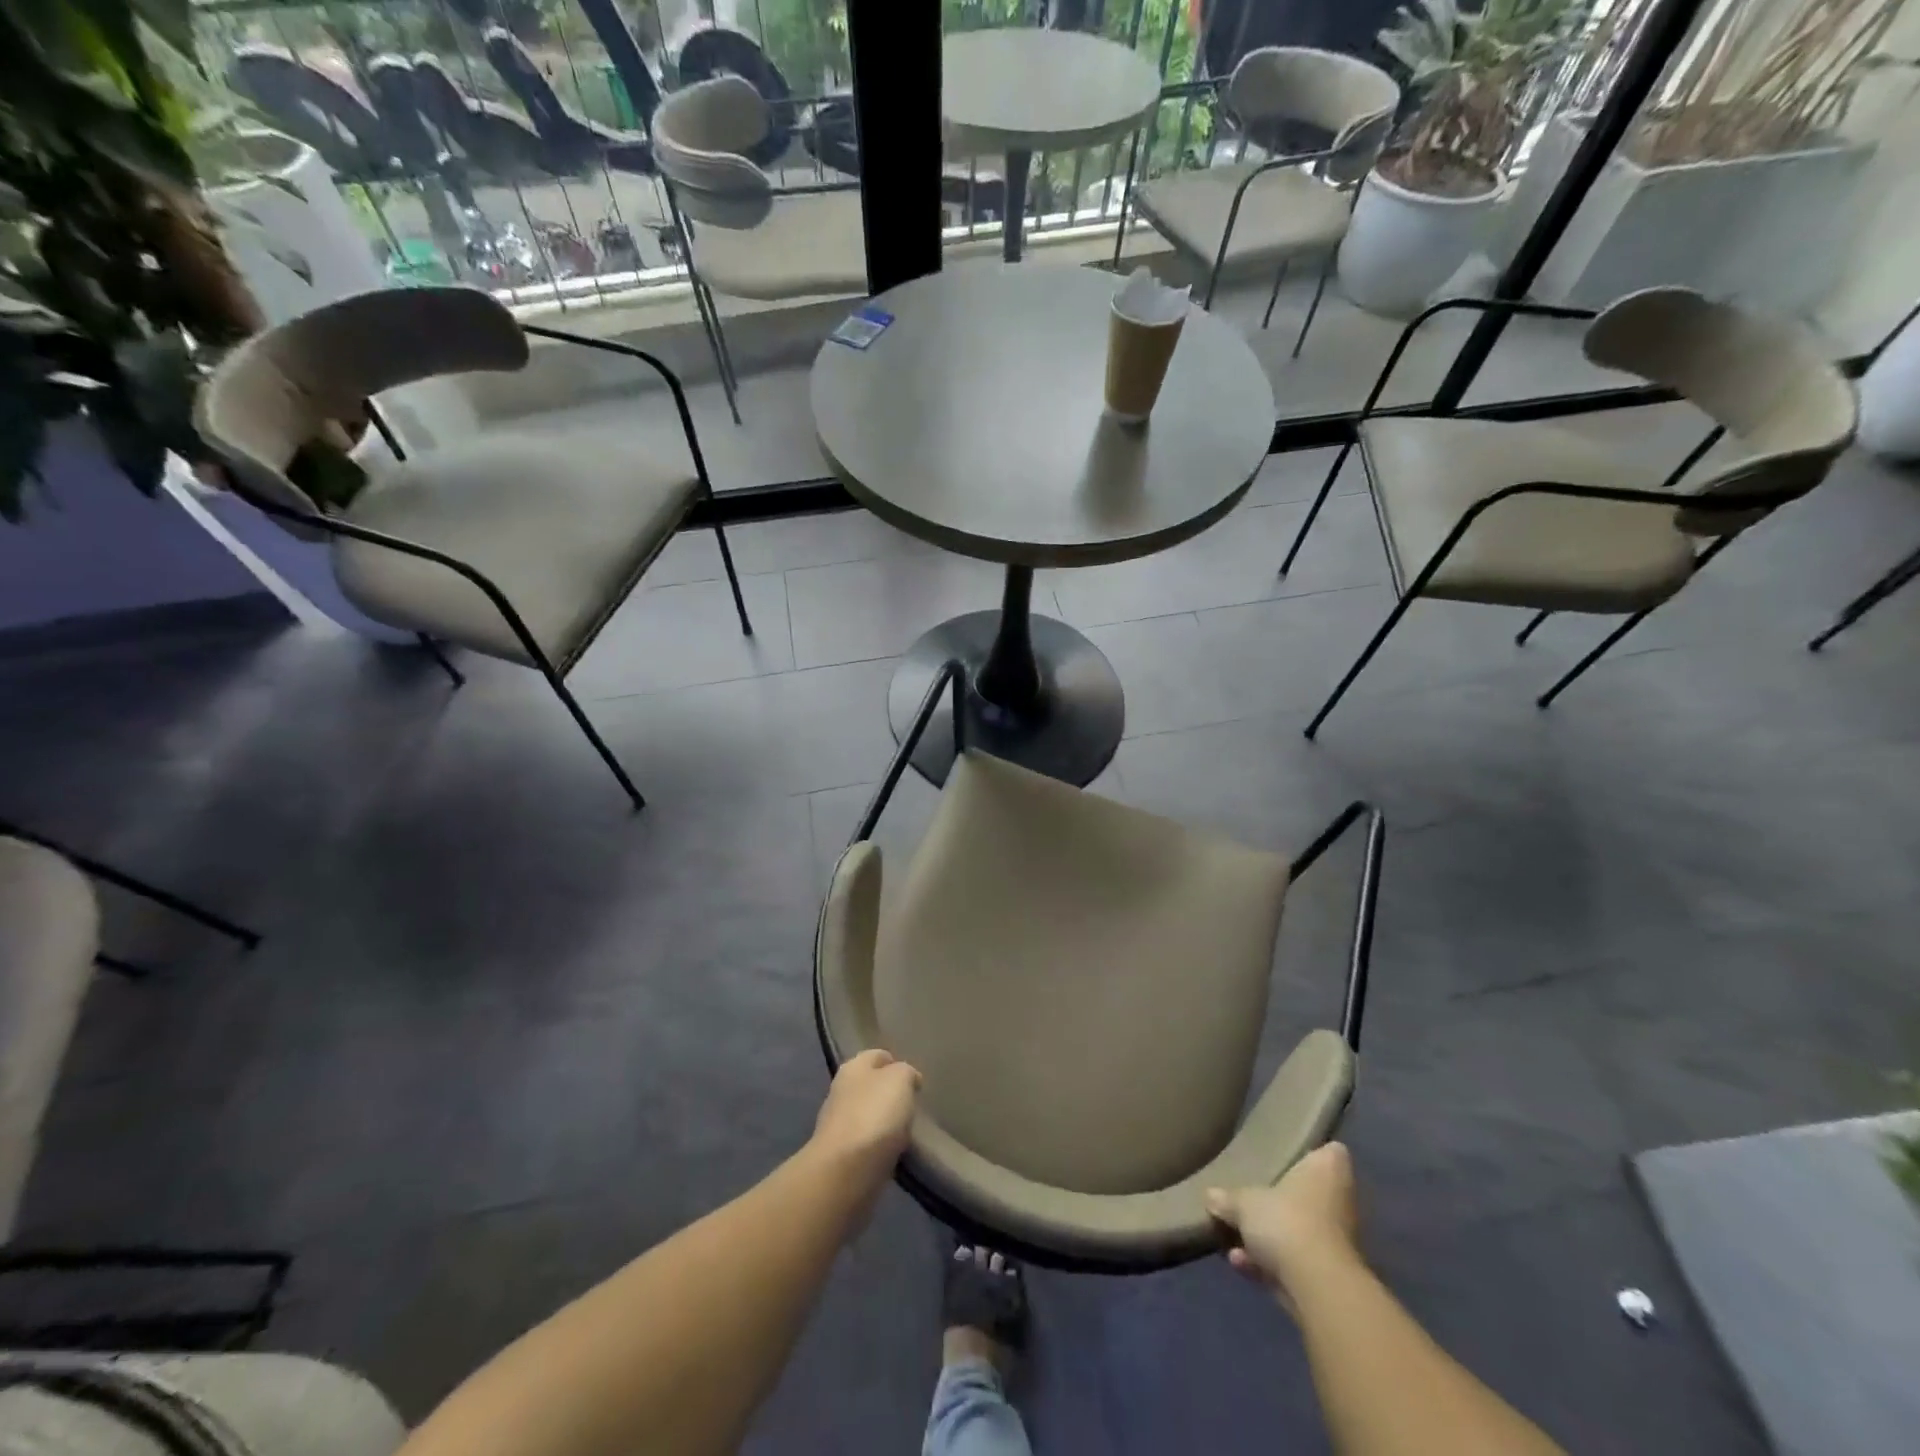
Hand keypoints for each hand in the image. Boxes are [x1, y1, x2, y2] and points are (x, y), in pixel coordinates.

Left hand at [811, 1049, 920, 1185]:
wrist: (846, 1171)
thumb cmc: (875, 1114)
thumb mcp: (900, 1079)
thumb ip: (906, 1072)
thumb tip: (908, 1079)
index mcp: (853, 1066)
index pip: (878, 1055)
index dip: (897, 1063)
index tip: (916, 1079)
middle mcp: (841, 1090)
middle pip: (871, 1085)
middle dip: (891, 1093)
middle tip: (913, 1105)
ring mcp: (839, 1124)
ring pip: (869, 1114)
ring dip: (886, 1121)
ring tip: (908, 1130)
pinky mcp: (841, 1155)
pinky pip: (868, 1143)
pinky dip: (881, 1145)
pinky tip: (895, 1151)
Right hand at [1207, 1142, 1360, 1302]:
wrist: (1319, 1289)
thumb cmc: (1287, 1221)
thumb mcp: (1243, 1202)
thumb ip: (1227, 1198)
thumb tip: (1211, 1196)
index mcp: (1327, 1170)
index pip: (1331, 1152)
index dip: (1311, 1154)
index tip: (1287, 1156)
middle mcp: (1339, 1202)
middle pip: (1308, 1194)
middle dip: (1279, 1202)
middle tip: (1248, 1199)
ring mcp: (1337, 1242)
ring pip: (1298, 1231)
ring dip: (1267, 1238)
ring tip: (1232, 1240)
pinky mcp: (1329, 1277)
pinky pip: (1294, 1262)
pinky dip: (1270, 1264)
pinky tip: (1240, 1264)